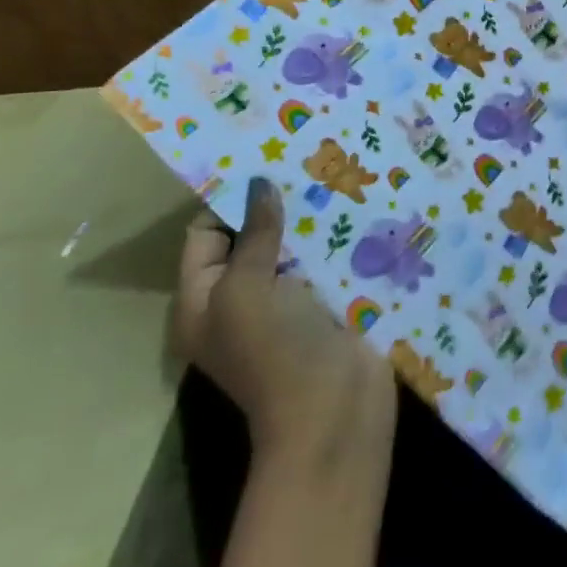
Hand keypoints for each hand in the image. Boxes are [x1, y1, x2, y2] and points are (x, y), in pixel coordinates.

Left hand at [175, 177, 394, 451]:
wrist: (334, 410)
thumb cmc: (274, 351)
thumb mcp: (246, 290)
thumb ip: (254, 236)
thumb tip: (259, 184)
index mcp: (203, 301)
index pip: (205, 236)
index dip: (229, 202)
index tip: (263, 160)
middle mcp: (242, 299)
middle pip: (254, 238)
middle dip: (278, 203)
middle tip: (307, 156)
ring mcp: (289, 304)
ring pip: (297, 247)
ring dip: (315, 217)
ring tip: (339, 171)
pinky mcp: (330, 305)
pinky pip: (330, 262)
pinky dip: (341, 237)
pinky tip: (363, 205)